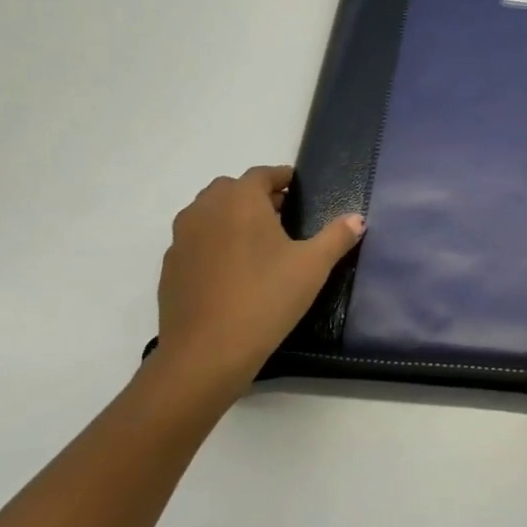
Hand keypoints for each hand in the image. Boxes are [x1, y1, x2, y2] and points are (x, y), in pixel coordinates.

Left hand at [152, 165, 362, 396]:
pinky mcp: (170, 267)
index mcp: (240, 199)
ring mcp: (181, 238)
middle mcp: (205, 209)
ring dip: (231, 218)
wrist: (206, 352)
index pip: (261, 174)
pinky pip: (196, 242)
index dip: (281, 178)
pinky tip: (232, 272)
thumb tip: (357, 218)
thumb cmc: (266, 298)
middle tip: (282, 215)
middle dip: (256, 197)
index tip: (297, 188)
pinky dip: (213, 244)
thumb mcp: (313, 266)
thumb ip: (337, 237)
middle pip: (231, 190)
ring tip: (257, 243)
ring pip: (209, 214)